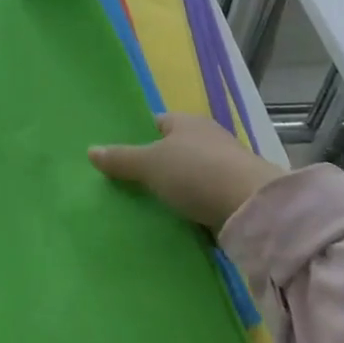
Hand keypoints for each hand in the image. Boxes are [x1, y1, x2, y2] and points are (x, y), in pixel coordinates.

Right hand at [89, 114, 284, 229]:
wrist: (253, 207)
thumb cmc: (196, 173)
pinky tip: (181, 220)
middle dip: (158, 165)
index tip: (123, 157)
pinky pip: (207, 197)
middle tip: (133, 184)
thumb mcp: (150, 164)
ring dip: (179, 188)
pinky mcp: (238, 194)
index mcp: (186, 122)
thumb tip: (91, 150)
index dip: (140, 137)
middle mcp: (208, 138)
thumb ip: (121, 159)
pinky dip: (196, 207)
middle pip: (175, 149)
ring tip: (153, 206)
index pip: (158, 123)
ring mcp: (226, 166)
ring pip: (192, 175)